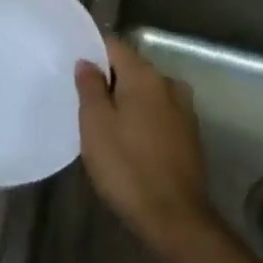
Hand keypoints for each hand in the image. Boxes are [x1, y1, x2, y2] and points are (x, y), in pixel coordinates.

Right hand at [75, 38, 216, 258]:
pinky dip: (142, 117)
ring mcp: (184, 109)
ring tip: (104, 120)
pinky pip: (159, 112)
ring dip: (127, 99)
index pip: (114, 45)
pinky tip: (129, 138)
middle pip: (132, 67)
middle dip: (108, 77)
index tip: (73, 65)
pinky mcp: (189, 134)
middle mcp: (168, 83)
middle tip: (82, 97)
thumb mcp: (95, 124)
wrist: (174, 217)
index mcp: (144, 75)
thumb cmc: (127, 166)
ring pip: (147, 91)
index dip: (92, 51)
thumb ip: (90, 87)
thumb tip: (87, 62)